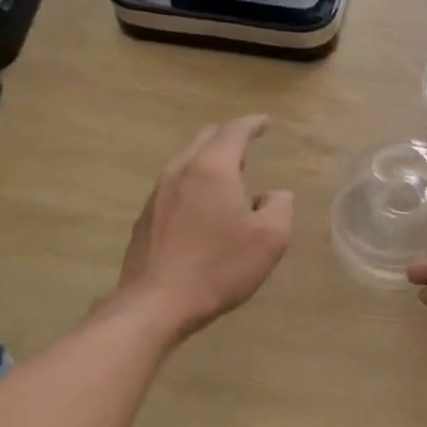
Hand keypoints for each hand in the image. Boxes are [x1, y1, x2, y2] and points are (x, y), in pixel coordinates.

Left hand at [113, 116, 293, 340]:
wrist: (156, 303)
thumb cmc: (219, 267)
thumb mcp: (271, 238)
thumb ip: (280, 206)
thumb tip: (273, 195)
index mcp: (212, 168)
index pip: (234, 131)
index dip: (253, 124)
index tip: (265, 123)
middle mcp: (180, 172)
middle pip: (205, 140)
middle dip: (228, 139)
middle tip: (248, 149)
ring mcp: (157, 194)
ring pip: (187, 163)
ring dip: (209, 164)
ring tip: (228, 180)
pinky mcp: (146, 219)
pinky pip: (175, 188)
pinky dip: (194, 186)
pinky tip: (203, 211)